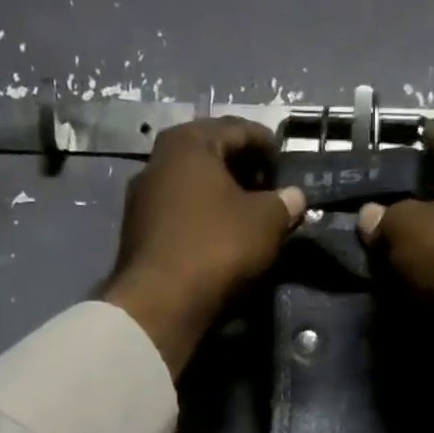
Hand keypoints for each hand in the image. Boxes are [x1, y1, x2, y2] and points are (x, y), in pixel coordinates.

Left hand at [103, 118, 305, 375]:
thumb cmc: (217, 247)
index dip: (268, 147)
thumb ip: (284, 203)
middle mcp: (158, 160)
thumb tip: (295, 197)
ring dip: (222, 199)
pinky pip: (180, 216)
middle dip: (243, 172)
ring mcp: (143, 198)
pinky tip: (221, 241)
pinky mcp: (138, 233)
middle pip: (211, 157)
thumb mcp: (266, 222)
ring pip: (193, 188)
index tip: (286, 167)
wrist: (161, 302)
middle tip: (270, 193)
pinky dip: (203, 220)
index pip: (238, 129)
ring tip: (249, 220)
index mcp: (189, 142)